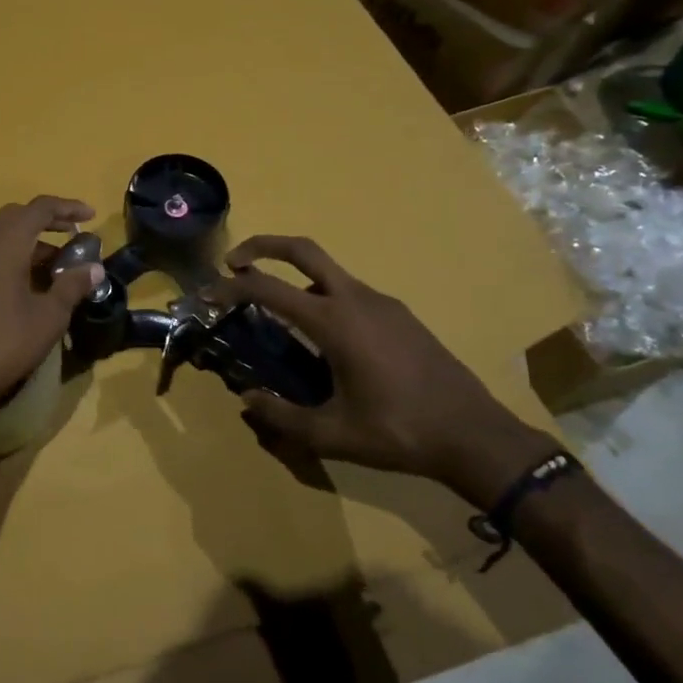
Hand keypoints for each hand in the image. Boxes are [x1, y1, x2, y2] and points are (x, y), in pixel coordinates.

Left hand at [0, 196, 105, 426]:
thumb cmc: (6, 342)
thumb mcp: (50, 316)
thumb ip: (72, 285)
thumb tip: (94, 268)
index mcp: (3, 241)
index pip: (39, 208)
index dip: (67, 208)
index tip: (90, 216)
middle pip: (14, 218)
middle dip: (45, 223)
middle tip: (71, 237)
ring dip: (23, 244)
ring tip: (49, 265)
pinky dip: (2, 261)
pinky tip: (13, 284)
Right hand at [211, 235, 557, 509]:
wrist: (476, 436)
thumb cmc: (399, 432)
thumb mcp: (332, 434)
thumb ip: (281, 416)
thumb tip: (247, 400)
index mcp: (335, 322)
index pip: (269, 289)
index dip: (231, 288)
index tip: (207, 294)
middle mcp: (357, 300)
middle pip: (303, 250)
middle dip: (263, 246)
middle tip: (232, 263)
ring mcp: (383, 304)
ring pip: (328, 270)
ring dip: (293, 273)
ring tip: (271, 306)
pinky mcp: (399, 316)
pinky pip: (349, 290)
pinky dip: (320, 293)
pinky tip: (319, 333)